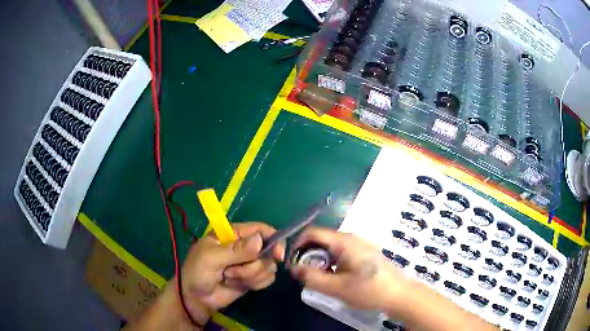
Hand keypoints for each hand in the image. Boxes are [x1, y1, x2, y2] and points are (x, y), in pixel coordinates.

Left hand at [181, 222, 284, 320]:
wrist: (197, 299)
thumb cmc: (198, 272)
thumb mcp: (211, 258)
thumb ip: (236, 250)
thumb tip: (259, 240)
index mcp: (233, 234)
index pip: (260, 229)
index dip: (273, 240)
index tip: (277, 256)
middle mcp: (245, 247)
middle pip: (268, 251)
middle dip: (252, 267)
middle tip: (231, 272)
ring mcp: (250, 263)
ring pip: (268, 267)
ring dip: (250, 277)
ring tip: (230, 278)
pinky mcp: (253, 278)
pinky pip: (267, 278)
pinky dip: (256, 284)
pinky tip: (240, 285)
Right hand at [290, 228, 411, 312]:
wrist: (399, 294)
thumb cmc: (369, 290)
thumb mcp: (337, 288)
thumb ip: (312, 278)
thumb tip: (294, 268)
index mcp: (344, 241)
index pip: (312, 232)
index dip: (297, 244)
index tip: (292, 262)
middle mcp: (351, 238)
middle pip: (321, 239)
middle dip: (308, 255)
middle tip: (305, 274)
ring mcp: (359, 244)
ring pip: (330, 247)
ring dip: (319, 259)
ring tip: (319, 277)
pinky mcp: (364, 252)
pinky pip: (341, 252)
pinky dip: (331, 261)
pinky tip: (335, 276)